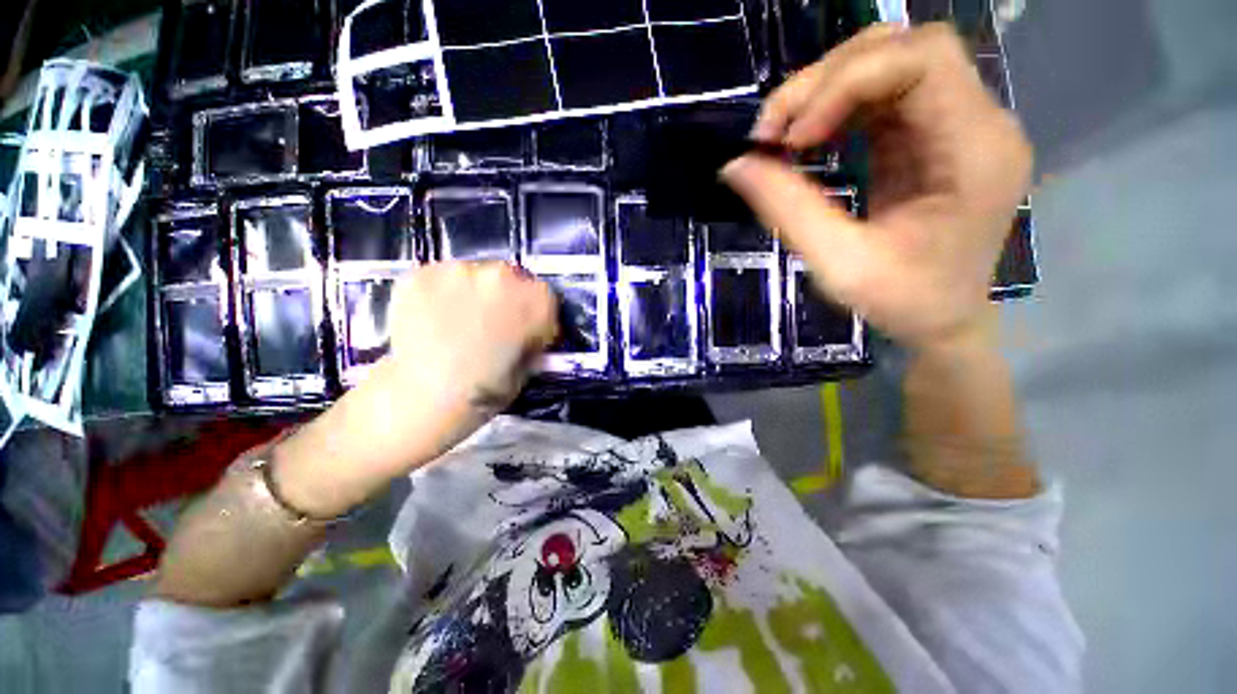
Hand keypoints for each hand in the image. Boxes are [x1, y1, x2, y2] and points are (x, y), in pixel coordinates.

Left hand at [272, 262, 557, 516]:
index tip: (524, 331)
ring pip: (473, 274)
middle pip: (510, 278)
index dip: (534, 315)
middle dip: (505, 297)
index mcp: (535, 301)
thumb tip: (527, 327)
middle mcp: (502, 276)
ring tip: (456, 322)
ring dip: (472, 292)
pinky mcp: (422, 273)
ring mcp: (459, 270)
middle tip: (490, 324)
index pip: (544, 297)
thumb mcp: (528, 366)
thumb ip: (531, 337)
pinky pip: (440, 278)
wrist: (423, 399)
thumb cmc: (486, 390)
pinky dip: (441, 294)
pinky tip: (433, 319)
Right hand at [723, 23, 1032, 352]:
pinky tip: (808, 138)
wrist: (943, 320)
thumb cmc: (903, 302)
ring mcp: (959, 124)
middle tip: (773, 130)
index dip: (846, 83)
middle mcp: (981, 122)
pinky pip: (884, 95)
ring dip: (827, 88)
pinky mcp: (934, 135)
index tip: (792, 139)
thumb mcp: (839, 264)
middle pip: (905, 48)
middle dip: (828, 78)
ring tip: (783, 134)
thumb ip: (787, 210)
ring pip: (891, 62)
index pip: (923, 61)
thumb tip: (735, 166)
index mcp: (977, 152)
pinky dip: (837, 107)